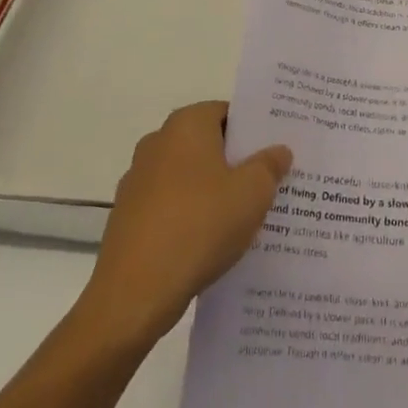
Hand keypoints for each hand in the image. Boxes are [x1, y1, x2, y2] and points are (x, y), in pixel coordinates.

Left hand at [74, 101, 290, 353]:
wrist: (135, 294)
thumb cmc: (200, 226)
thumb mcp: (252, 193)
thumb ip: (269, 166)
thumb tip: (278, 150)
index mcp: (186, 125)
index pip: (227, 112)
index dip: (254, 130)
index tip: (277, 150)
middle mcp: (157, 143)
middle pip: (207, 143)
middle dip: (237, 161)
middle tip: (270, 181)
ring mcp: (138, 180)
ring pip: (189, 177)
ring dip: (214, 190)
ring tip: (246, 216)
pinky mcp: (128, 217)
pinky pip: (171, 205)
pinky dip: (191, 215)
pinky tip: (212, 242)